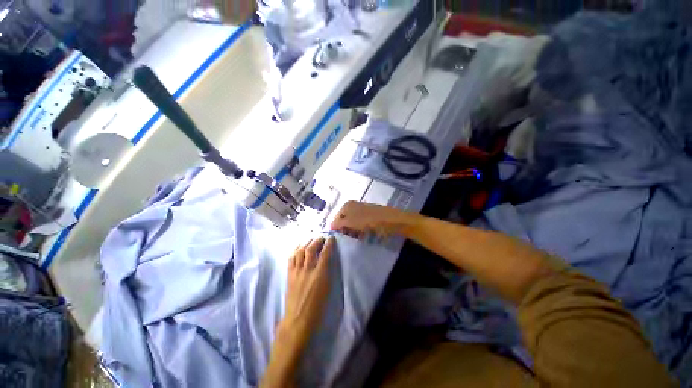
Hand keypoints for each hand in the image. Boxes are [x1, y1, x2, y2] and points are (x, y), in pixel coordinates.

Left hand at [282, 237, 333, 342]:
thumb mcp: (327, 289)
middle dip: (317, 240)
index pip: (324, 254)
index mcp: (319, 275)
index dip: (328, 244)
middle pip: (310, 249)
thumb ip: (327, 272)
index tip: (331, 238)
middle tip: (321, 237)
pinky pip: (291, 258)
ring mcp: (296, 271)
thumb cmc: (317, 307)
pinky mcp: (289, 274)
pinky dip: (296, 249)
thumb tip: (327, 260)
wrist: (298, 319)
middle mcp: (307, 270)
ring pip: (300, 251)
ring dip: (306, 242)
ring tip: (311, 239)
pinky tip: (299, 247)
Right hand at [330, 201, 411, 239]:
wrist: (391, 221)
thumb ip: (338, 224)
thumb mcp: (350, 222)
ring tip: (357, 237)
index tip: (340, 238)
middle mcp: (354, 205)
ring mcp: (362, 210)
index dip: (336, 228)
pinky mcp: (370, 216)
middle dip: (345, 230)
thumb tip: (330, 226)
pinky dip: (361, 231)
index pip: (336, 218)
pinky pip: (361, 225)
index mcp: (347, 205)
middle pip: (344, 220)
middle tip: (349, 238)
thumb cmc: (369, 221)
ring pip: (352, 224)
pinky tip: (364, 235)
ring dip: (353, 232)